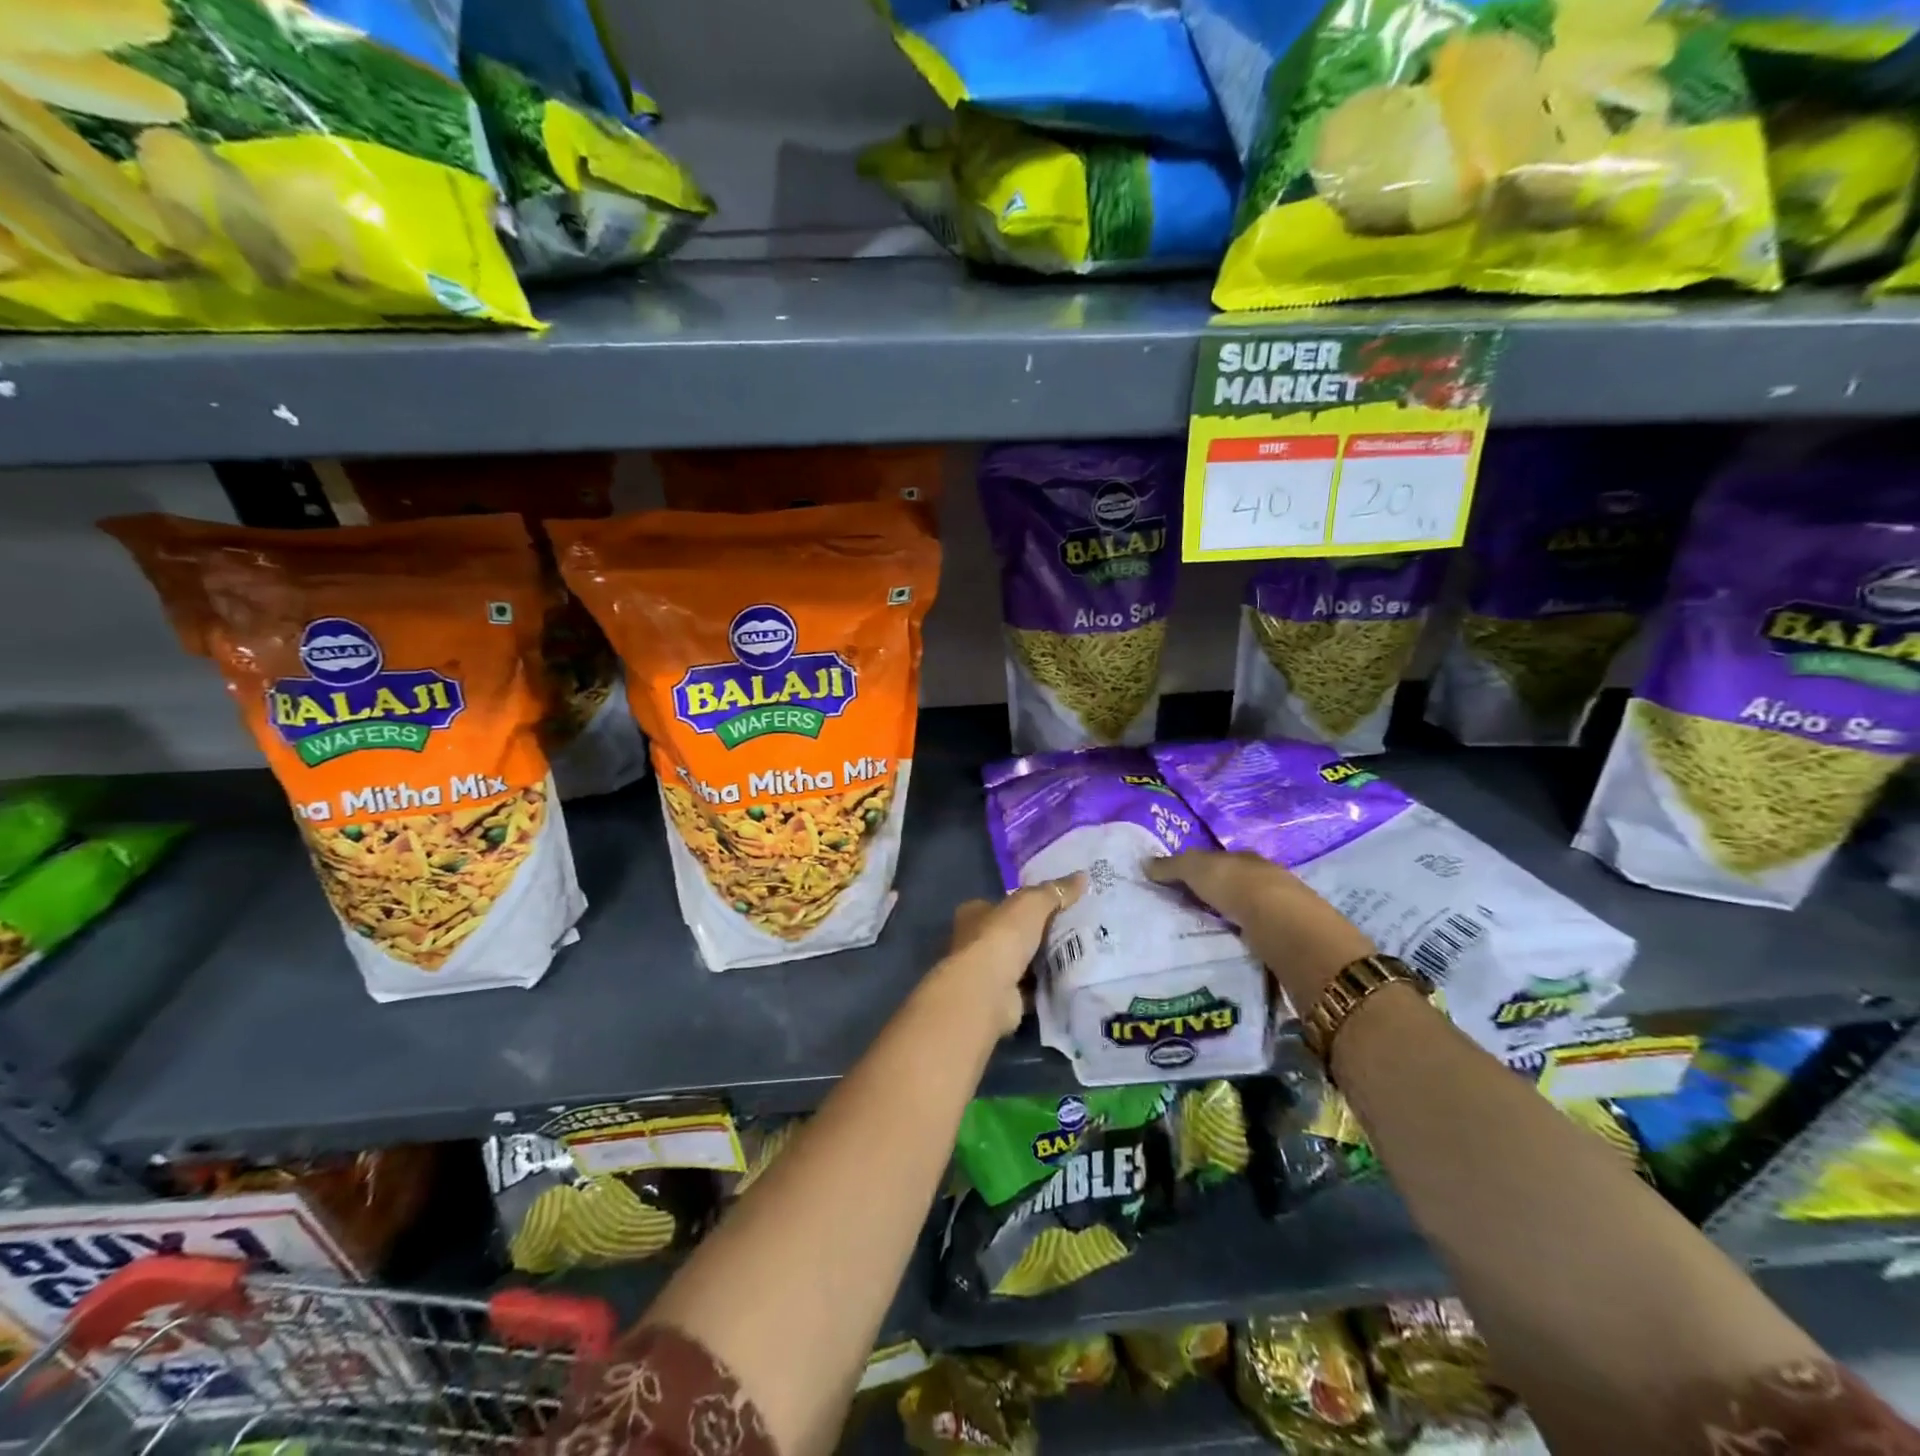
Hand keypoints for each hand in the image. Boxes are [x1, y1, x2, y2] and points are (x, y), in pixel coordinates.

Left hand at [936, 873, 1086, 1036]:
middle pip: (1013, 934)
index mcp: (974, 913)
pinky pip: (1029, 988)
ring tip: (1080, 954)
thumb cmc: (1002, 936)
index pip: (1002, 904)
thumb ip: (1056, 891)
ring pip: (1021, 962)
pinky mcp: (1001, 998)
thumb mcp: (1032, 903)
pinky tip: (1069, 980)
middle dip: (1038, 934)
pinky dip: (1045, 986)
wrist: (988, 991)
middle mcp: (975, 941)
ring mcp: (987, 972)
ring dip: (1043, 962)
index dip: (1026, 904)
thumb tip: (1082, 876)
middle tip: (1075, 930)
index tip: (1056, 905)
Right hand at [1146, 851, 1372, 1008]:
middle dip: (1213, 900)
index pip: (1221, 862)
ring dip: (1228, 927)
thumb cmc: (1241, 889)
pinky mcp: (1286, 946)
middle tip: (1183, 916)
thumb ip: (1173, 867)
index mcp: (1247, 860)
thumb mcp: (1199, 870)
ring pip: (1247, 919)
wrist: (1290, 932)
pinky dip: (1241, 949)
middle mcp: (1268, 882)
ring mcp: (1281, 916)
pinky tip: (1225, 957)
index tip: (1177, 886)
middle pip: (1235, 890)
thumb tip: (1145, 863)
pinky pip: (1256, 944)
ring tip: (1199, 942)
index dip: (1199, 871)